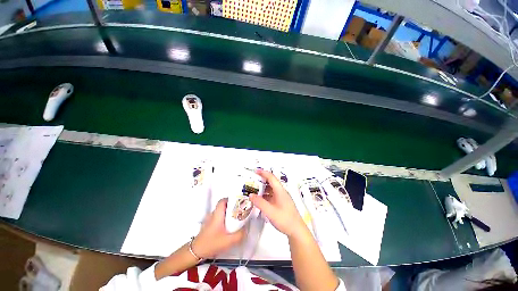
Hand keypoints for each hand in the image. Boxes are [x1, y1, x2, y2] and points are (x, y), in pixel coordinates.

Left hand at [191, 198, 244, 258]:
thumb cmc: (211, 243)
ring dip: (228, 214)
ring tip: (235, 220)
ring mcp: (209, 220)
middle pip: (223, 206)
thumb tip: (246, 229)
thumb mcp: (228, 241)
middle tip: (240, 213)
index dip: (231, 199)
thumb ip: (239, 235)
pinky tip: (227, 228)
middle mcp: (213, 214)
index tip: (238, 203)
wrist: (195, 252)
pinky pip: (218, 218)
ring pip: (221, 212)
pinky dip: (224, 219)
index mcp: (217, 214)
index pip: (223, 200)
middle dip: (232, 207)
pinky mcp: (208, 225)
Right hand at [250, 169, 306, 237]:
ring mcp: (282, 197)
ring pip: (271, 189)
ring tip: (255, 190)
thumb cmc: (285, 220)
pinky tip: (261, 200)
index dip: (263, 173)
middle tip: (253, 181)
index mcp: (280, 191)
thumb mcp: (270, 211)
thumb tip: (251, 195)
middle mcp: (282, 192)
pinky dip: (266, 195)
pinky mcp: (282, 203)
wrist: (297, 231)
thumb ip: (260, 203)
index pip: (271, 177)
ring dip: (263, 188)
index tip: (256, 171)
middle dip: (262, 180)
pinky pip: (272, 195)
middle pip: (271, 182)